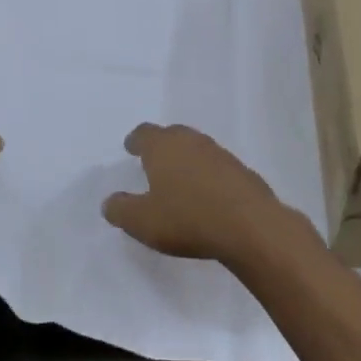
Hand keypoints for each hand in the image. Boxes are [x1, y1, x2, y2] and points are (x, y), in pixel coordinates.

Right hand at [101, 123, 289, 262]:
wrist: (250, 226)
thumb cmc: (187, 219)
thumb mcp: (142, 221)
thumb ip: (121, 210)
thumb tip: (110, 202)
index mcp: (163, 146)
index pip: (144, 133)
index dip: (135, 141)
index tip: (131, 148)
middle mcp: (192, 142)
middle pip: (173, 135)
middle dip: (161, 145)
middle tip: (153, 161)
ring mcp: (221, 154)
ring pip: (197, 149)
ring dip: (187, 160)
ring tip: (180, 179)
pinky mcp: (243, 172)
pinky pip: (218, 168)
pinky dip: (208, 176)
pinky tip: (207, 196)